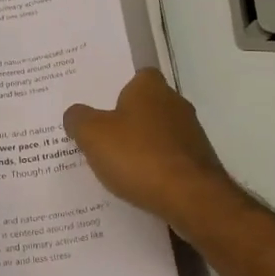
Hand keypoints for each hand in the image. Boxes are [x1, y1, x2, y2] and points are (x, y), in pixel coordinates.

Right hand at [64, 69, 244, 233]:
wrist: (191, 198)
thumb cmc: (138, 156)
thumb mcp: (93, 135)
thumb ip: (78, 119)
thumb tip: (75, 114)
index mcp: (150, 88)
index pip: (136, 77)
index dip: (118, 90)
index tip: (101, 108)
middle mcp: (175, 104)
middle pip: (147, 106)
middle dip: (128, 121)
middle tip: (101, 138)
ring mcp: (192, 134)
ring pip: (159, 134)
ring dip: (142, 147)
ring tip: (116, 167)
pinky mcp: (200, 163)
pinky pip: (169, 160)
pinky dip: (156, 169)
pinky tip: (140, 186)